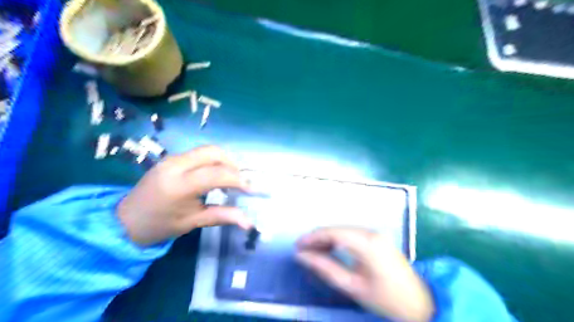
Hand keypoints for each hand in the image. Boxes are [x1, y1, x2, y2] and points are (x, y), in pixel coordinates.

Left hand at [115, 146, 251, 246]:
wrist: (125, 220)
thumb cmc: (160, 225)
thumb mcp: (192, 222)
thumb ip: (222, 216)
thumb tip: (249, 222)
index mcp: (179, 185)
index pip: (217, 174)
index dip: (238, 180)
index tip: (251, 189)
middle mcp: (176, 165)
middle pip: (214, 152)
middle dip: (233, 164)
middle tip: (240, 181)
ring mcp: (172, 158)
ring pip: (207, 150)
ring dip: (224, 161)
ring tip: (229, 179)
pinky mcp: (171, 158)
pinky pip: (198, 153)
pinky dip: (213, 161)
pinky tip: (214, 175)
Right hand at [295, 228, 434, 320]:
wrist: (420, 303)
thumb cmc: (386, 299)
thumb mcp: (352, 286)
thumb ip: (325, 268)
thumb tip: (302, 256)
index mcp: (366, 242)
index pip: (332, 232)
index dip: (312, 237)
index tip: (297, 246)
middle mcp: (371, 232)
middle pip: (337, 229)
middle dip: (318, 238)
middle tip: (302, 251)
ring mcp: (376, 234)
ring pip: (343, 230)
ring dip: (327, 239)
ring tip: (312, 252)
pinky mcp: (378, 238)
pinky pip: (352, 234)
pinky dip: (338, 240)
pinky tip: (330, 249)